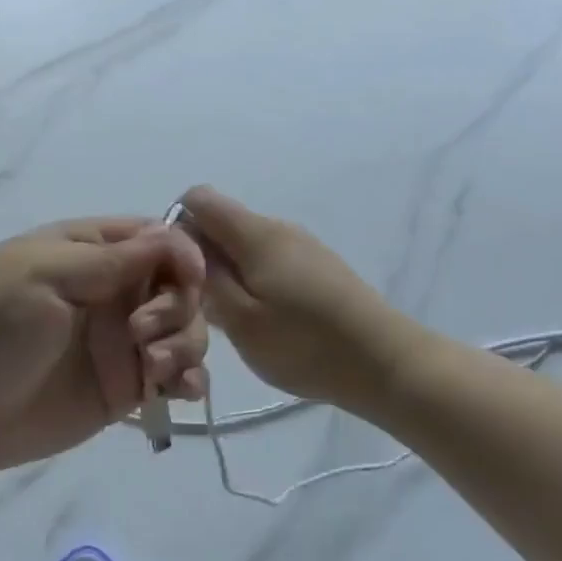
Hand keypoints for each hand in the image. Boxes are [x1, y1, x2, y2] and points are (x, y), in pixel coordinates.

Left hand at [0, 219, 208, 476]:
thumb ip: (110, 258)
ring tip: (154, 369)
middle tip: (142, 333)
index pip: (154, 236)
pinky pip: (177, 374)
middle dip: (178, 305)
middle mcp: (112, 290)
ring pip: (186, 327)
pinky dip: (190, 378)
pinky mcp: (128, 385)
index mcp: (88, 251)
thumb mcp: (42, 277)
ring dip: (186, 343)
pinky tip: (179, 391)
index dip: (180, 252)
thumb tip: (173, 237)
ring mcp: (122, 339)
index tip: (188, 278)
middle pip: (178, 283)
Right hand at [179, 186, 415, 410]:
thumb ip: (206, 281)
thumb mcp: (241, 321)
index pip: (198, 198)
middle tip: (200, 307)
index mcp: (255, 233)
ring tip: (232, 320)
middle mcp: (278, 227)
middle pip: (221, 223)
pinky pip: (268, 260)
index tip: (175, 271)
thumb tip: (184, 248)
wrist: (386, 362)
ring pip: (244, 245)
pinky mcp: (317, 266)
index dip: (176, 226)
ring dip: (227, 273)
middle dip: (200, 256)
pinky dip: (253, 281)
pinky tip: (264, 320)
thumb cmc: (306, 343)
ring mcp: (301, 245)